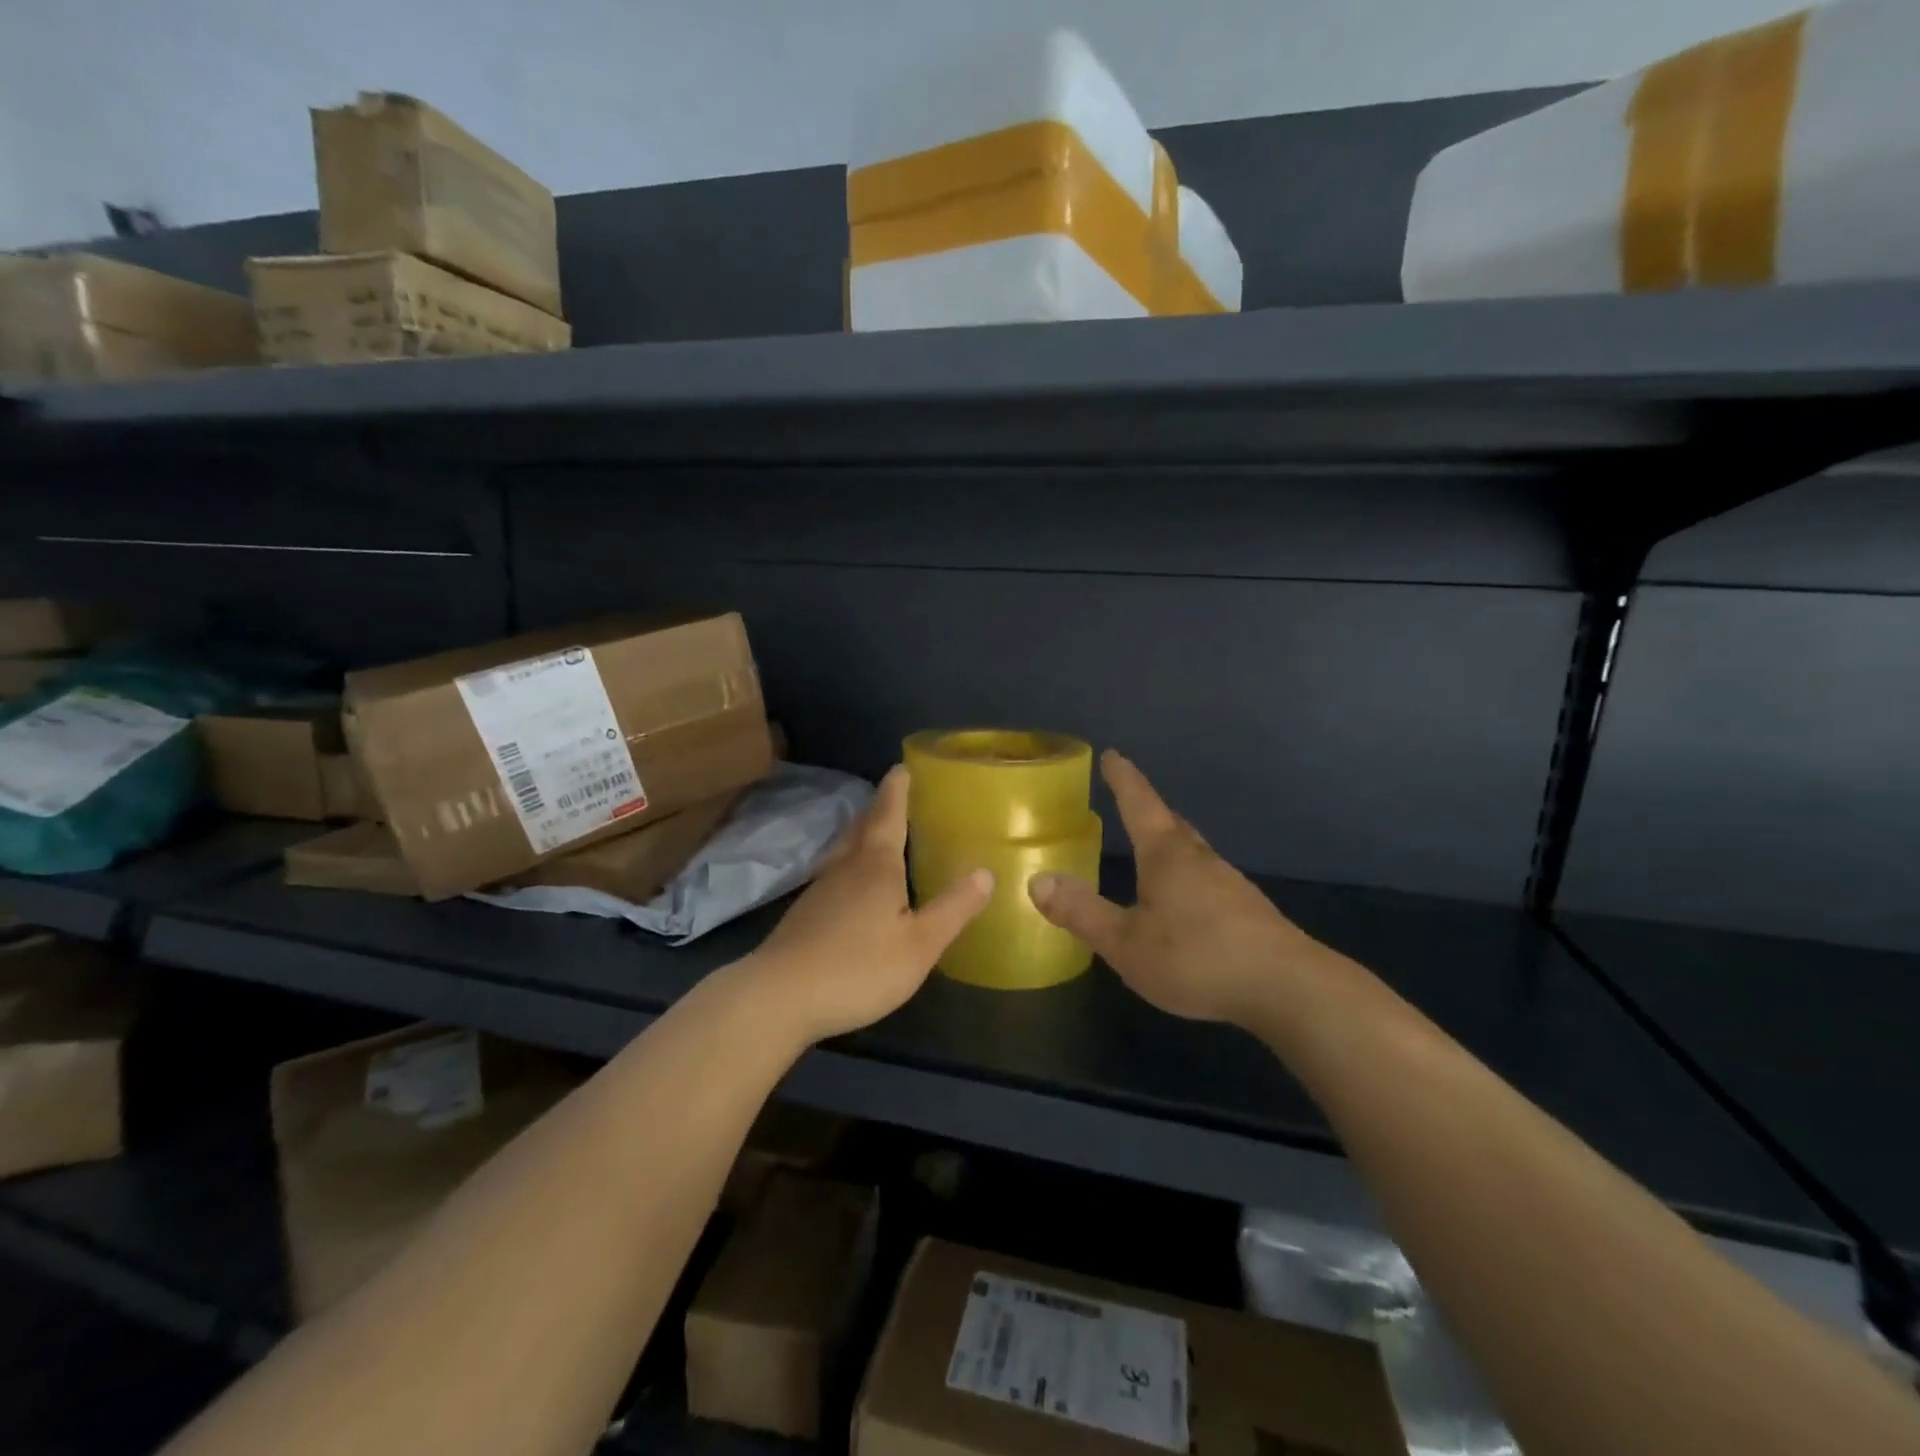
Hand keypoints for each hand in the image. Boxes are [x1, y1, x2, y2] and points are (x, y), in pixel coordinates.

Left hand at [745, 765, 992, 1044]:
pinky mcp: (804, 915)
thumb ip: (953, 909)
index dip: (897, 790)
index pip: (889, 815)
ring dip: (861, 835)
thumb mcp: (919, 945)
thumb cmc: (858, 968)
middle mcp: (845, 868)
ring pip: (844, 851)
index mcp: (876, 866)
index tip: (902, 767)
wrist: (778, 997)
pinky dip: (850, 866)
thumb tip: (985, 872)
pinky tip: (853, 885)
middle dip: (879, 809)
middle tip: (895, 796)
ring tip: (877, 833)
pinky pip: (834, 875)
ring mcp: (819, 890)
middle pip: (862, 828)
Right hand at [1029, 751, 1322, 1026]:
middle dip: (1148, 807)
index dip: (1123, 779)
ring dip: (1169, 839)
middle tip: (1130, 796)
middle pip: (1170, 822)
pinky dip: (1187, 872)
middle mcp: (1199, 858)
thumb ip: (1082, 913)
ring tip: (1152, 845)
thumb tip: (1037, 881)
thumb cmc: (1199, 959)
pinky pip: (1206, 876)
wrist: (1288, 988)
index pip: (1139, 804)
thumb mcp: (1127, 943)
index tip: (1113, 754)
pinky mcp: (1247, 909)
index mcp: (1167, 856)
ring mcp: (1229, 882)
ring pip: (1191, 849)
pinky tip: (1185, 897)